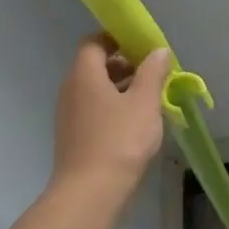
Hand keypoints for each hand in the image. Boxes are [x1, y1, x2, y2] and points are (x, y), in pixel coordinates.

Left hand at [51, 34, 171, 193]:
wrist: (91, 190)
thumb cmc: (120, 139)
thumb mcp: (145, 101)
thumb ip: (153, 72)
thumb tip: (158, 51)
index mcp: (85, 76)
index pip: (93, 43)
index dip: (116, 38)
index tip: (142, 44)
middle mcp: (71, 90)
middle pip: (95, 65)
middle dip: (124, 63)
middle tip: (154, 70)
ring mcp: (70, 114)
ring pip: (96, 88)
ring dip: (122, 85)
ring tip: (151, 95)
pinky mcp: (74, 134)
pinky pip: (94, 107)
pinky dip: (114, 105)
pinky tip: (137, 119)